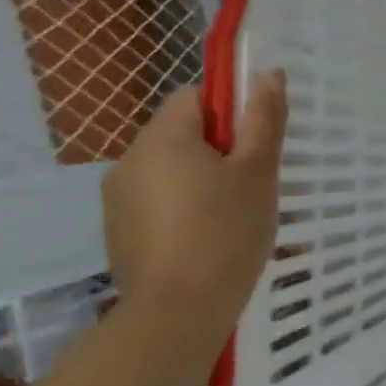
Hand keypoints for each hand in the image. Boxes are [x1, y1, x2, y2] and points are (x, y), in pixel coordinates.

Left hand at [102, 73, 286, 330]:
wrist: (178, 312)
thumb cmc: (226, 231)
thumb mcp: (258, 171)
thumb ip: (263, 120)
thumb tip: (268, 73)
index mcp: (163, 138)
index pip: (194, 96)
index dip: (229, 110)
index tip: (254, 141)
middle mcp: (130, 160)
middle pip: (180, 132)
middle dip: (218, 147)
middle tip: (253, 180)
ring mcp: (118, 198)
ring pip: (169, 167)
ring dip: (200, 177)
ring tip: (233, 213)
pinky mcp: (118, 230)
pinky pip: (156, 198)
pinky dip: (182, 205)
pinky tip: (206, 237)